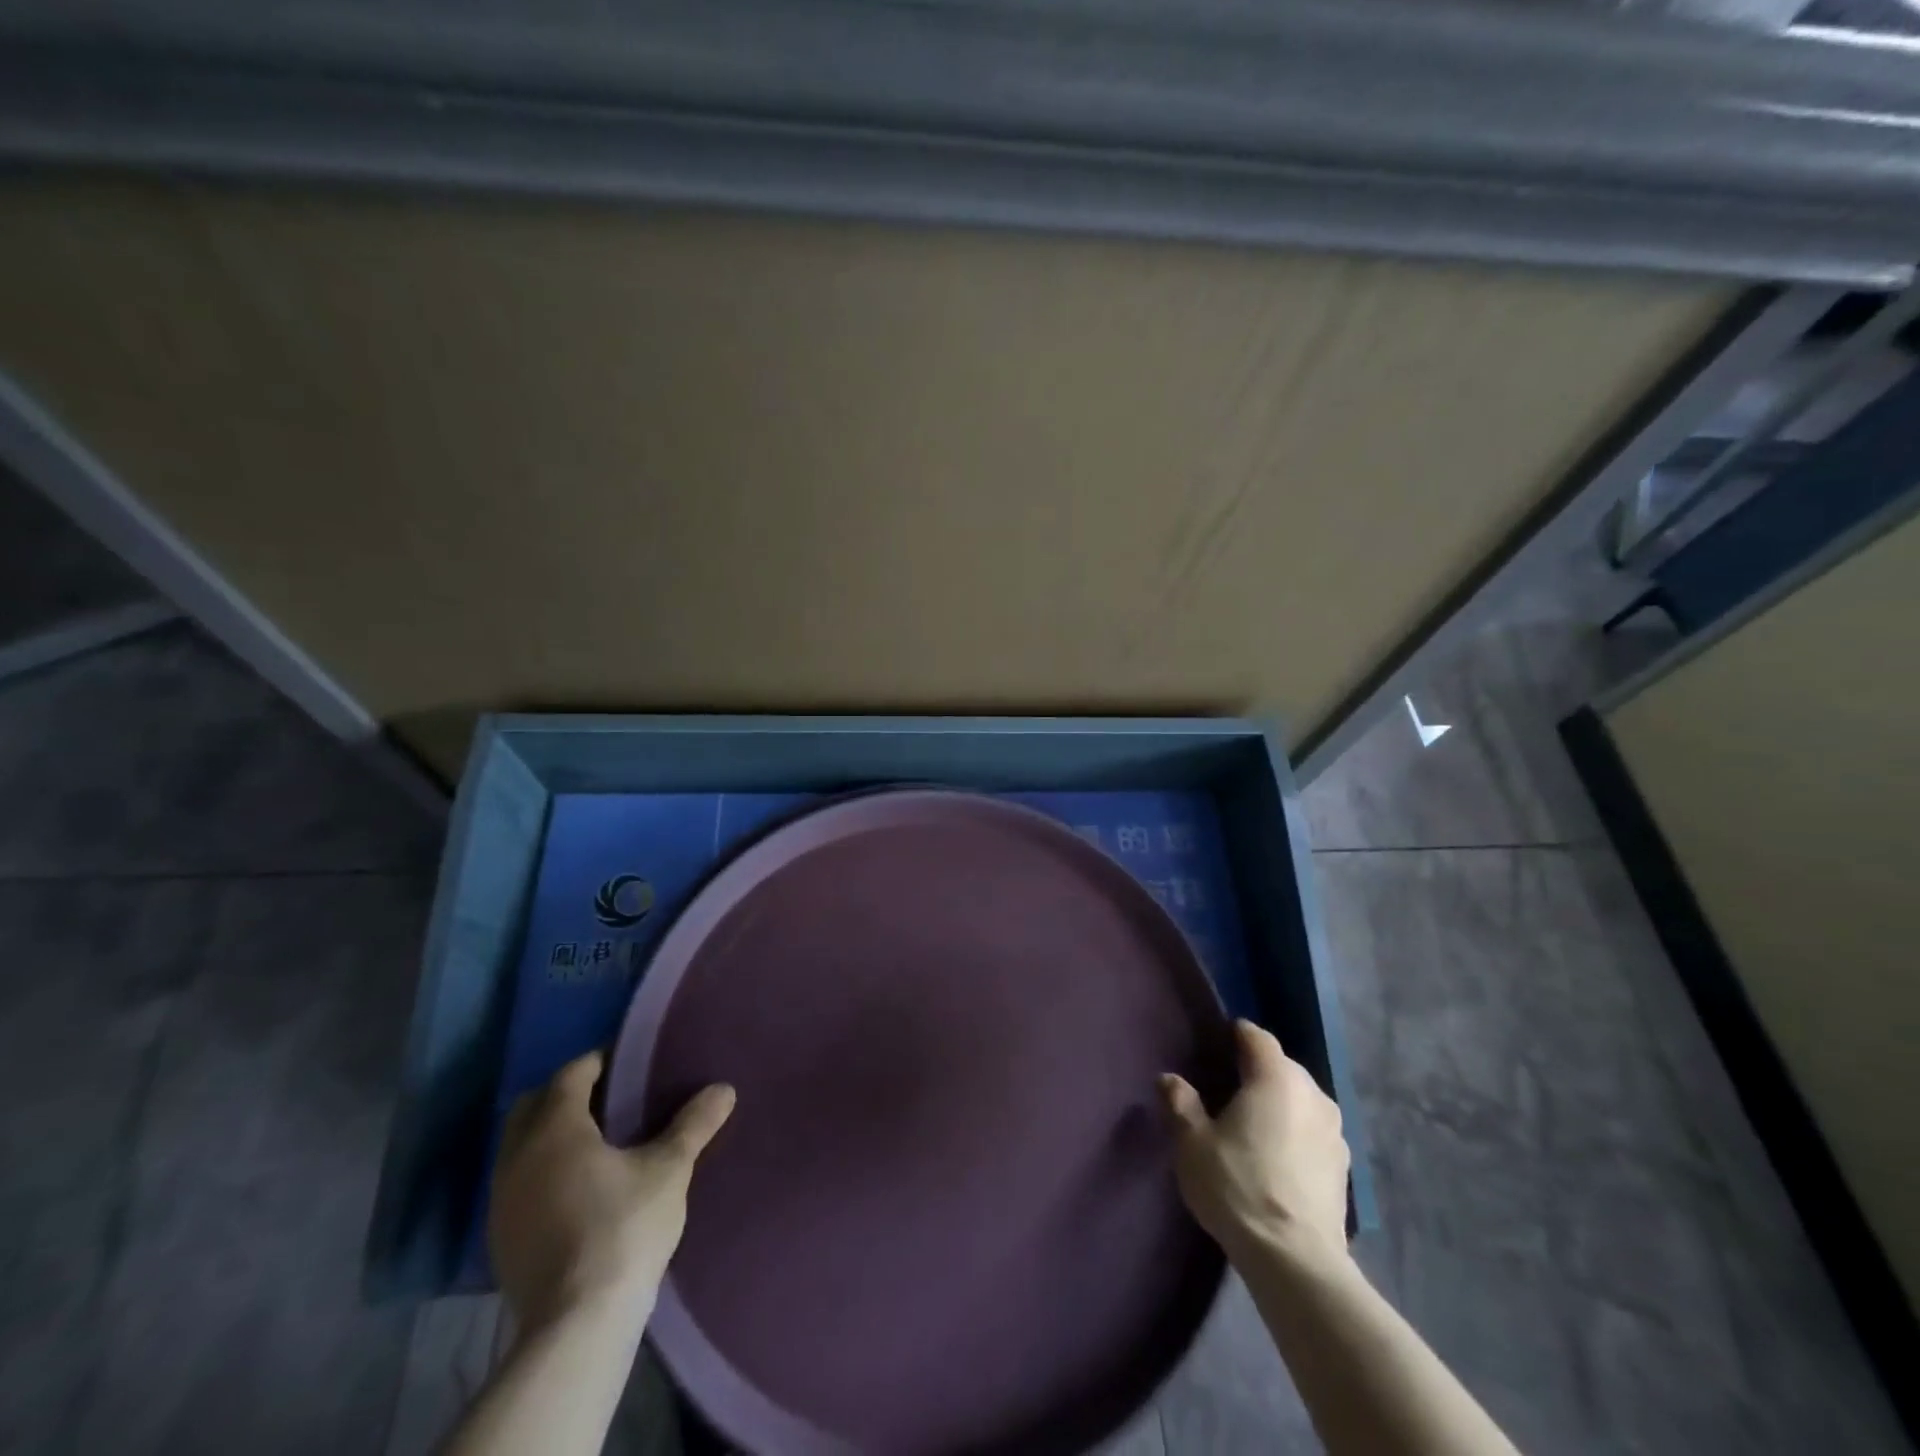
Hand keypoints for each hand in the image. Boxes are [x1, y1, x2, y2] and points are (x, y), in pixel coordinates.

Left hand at [489, 1051, 735, 1330]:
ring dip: (550, 1133)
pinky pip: (518, 1182)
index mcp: (555, 1129)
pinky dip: (541, 1170)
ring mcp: (502, 1201)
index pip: (571, 1074)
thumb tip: (724, 1089)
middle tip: (609, 1097)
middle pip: (533, 1105)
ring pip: (519, 1145)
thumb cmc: (623, 1228)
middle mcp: (517, 1156)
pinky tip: (576, 1187)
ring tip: (596, 1141)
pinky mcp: (500, 1239)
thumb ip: (693, 1124)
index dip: (599, 1061)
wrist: (576, 1325)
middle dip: (567, 1093)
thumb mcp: (669, 1169)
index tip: (629, 1062)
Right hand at [1160, 1019, 1348, 1270]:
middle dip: (1257, 1072)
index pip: (1257, 1037)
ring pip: (1301, 1100)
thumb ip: (1180, 1103)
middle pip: (1282, 1067)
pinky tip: (1276, 1159)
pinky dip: (1295, 1134)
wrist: (1295, 1261)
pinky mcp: (1344, 1168)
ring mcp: (1335, 1132)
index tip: (1216, 1047)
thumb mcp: (1192, 1142)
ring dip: (1279, 1105)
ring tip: (1252, 1127)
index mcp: (1276, 1077)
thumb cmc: (1237, 1186)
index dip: (1236, 1036)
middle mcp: (1313, 1094)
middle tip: (1226, 1091)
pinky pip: (1313, 1132)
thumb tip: (1170, 1079)